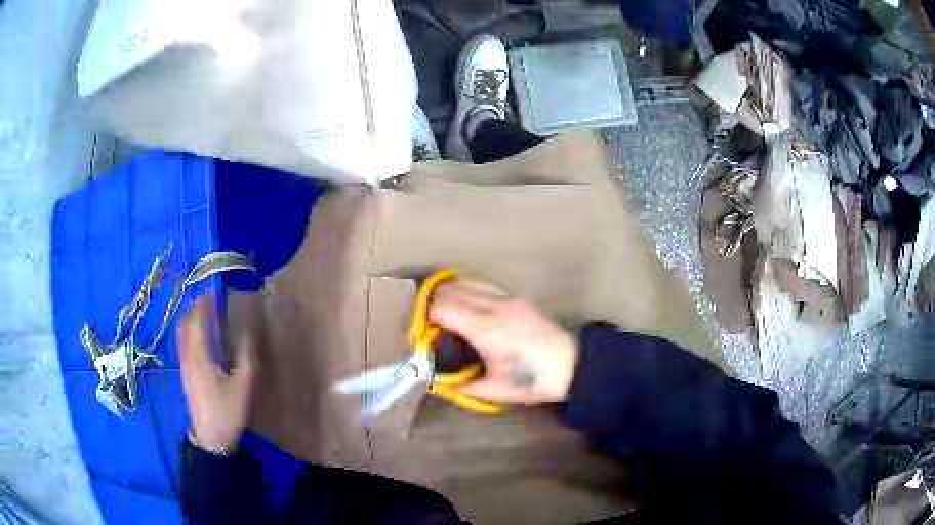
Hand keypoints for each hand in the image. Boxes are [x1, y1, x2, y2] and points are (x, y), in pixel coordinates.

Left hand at [178, 295, 254, 450]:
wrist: (212, 438)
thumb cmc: (228, 410)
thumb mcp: (245, 386)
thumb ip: (247, 357)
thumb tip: (248, 333)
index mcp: (200, 356)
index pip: (197, 321)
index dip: (203, 305)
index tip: (212, 292)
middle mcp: (188, 357)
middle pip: (185, 325)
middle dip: (194, 310)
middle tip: (207, 301)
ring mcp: (184, 367)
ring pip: (182, 335)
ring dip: (190, 321)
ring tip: (202, 315)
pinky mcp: (185, 376)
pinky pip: (183, 345)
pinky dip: (188, 333)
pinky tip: (198, 338)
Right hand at [429, 281, 578, 404]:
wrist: (572, 366)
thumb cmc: (532, 381)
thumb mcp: (493, 390)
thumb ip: (460, 385)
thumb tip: (434, 381)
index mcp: (485, 329)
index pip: (442, 308)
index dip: (423, 318)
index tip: (418, 333)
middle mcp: (494, 306)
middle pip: (450, 289)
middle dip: (431, 304)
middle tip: (426, 324)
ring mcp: (508, 297)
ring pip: (467, 281)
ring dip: (449, 292)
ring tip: (443, 313)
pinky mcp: (518, 297)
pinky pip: (484, 284)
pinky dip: (468, 290)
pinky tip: (467, 307)